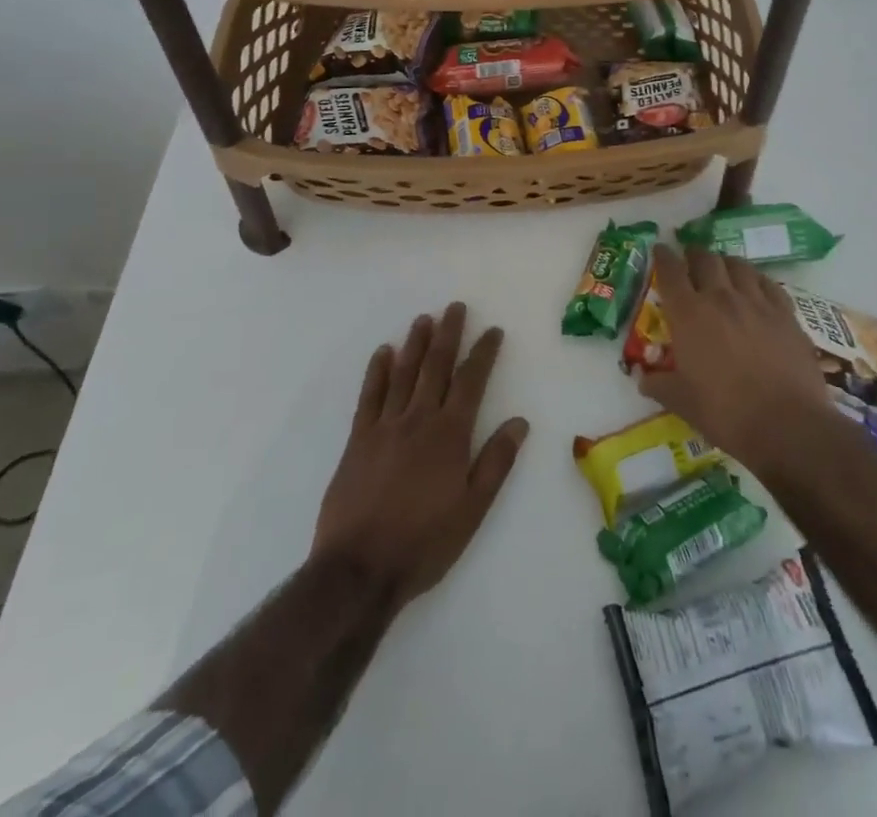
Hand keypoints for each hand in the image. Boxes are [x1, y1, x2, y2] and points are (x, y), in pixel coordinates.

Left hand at [312, 303, 528, 607]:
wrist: (359, 570)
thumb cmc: (424, 542)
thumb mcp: (472, 510)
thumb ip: (496, 462)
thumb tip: (519, 422)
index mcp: (450, 435)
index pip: (471, 381)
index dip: (483, 353)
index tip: (492, 331)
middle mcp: (419, 420)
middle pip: (436, 367)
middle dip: (448, 334)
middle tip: (455, 307)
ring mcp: (385, 427)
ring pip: (403, 374)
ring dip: (415, 344)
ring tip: (424, 319)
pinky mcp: (357, 440)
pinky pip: (369, 396)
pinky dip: (376, 372)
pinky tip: (383, 353)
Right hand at [638, 244, 827, 467]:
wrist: (787, 424)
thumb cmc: (726, 414)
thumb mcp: (682, 403)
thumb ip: (660, 386)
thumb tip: (643, 378)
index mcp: (689, 315)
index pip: (670, 273)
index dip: (663, 257)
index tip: (660, 249)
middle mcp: (721, 298)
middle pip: (705, 260)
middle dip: (694, 254)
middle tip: (690, 258)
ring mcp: (756, 302)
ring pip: (738, 265)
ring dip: (725, 263)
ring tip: (722, 268)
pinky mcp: (785, 313)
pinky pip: (768, 283)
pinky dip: (756, 279)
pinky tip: (757, 287)